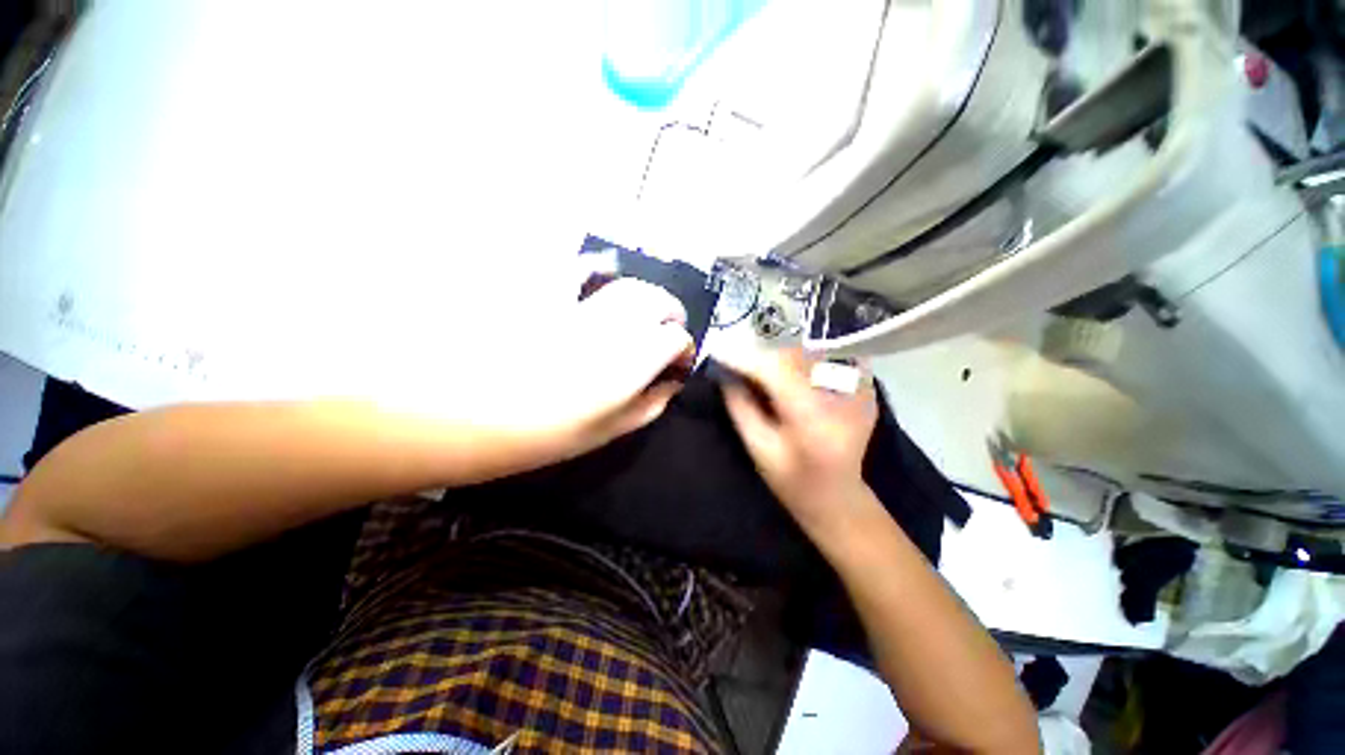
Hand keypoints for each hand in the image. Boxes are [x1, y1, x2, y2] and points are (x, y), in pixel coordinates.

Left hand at [412, 277, 693, 466]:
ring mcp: (573, 302)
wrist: (453, 415)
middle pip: (654, 299)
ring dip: (637, 293)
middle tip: (666, 329)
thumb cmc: (534, 435)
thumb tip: (669, 385)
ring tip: (635, 309)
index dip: (683, 348)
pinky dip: (591, 268)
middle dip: (669, 311)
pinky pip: (572, 266)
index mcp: (626, 363)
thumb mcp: (603, 432)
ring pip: (621, 281)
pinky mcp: (539, 289)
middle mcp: (607, 324)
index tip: (678, 362)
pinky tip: (592, 278)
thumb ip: (646, 406)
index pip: (674, 338)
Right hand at [720, 348, 879, 538]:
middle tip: (738, 353)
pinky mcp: (866, 386)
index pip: (777, 370)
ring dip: (783, 349)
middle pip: (797, 354)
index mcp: (813, 418)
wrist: (837, 496)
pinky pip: (830, 356)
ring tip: (762, 358)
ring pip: (813, 350)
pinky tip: (791, 365)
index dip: (747, 358)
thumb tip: (724, 371)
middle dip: (763, 350)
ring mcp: (860, 388)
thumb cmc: (792, 480)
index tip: (721, 352)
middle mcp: (842, 395)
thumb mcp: (758, 447)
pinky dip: (805, 355)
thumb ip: (740, 406)